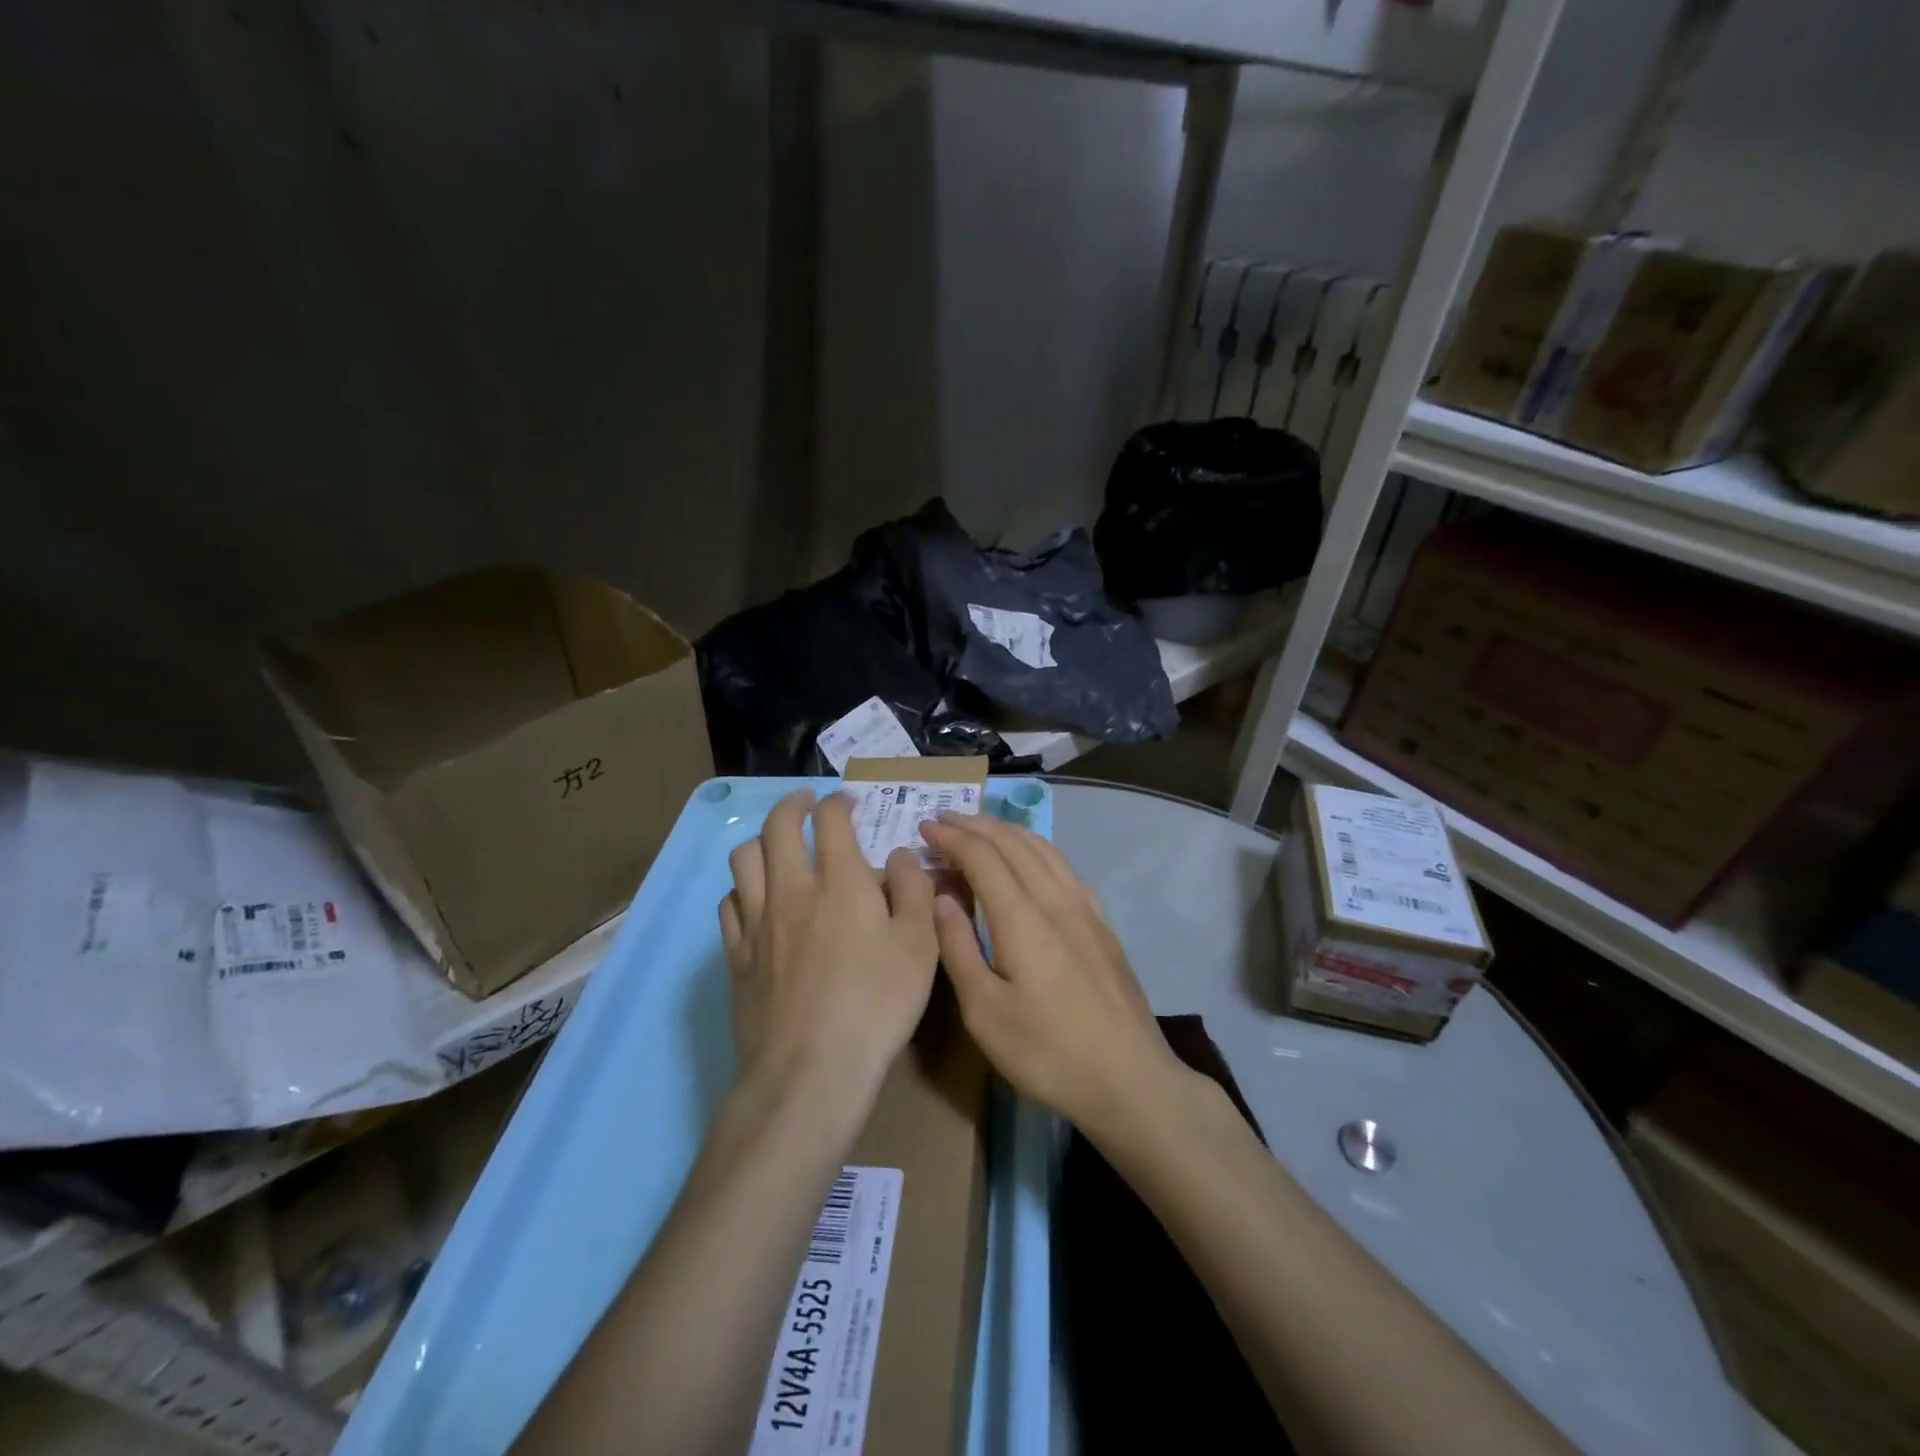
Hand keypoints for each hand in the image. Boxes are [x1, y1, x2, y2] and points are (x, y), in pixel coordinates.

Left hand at [719, 789, 938, 1103]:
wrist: (810, 1072)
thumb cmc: (877, 1005)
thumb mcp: (920, 946)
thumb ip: (914, 890)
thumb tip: (900, 855)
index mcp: (840, 882)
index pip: (830, 820)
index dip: (838, 802)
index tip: (848, 803)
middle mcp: (791, 891)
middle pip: (777, 827)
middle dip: (792, 804)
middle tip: (805, 803)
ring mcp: (756, 923)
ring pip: (744, 859)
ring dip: (761, 839)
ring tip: (776, 844)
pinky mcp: (736, 957)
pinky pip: (728, 904)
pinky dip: (741, 888)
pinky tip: (754, 900)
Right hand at [920, 812, 1186, 1138]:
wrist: (1130, 1079)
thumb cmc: (1048, 1052)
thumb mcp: (985, 1013)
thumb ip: (959, 948)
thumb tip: (940, 897)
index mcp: (1022, 918)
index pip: (982, 857)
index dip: (951, 837)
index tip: (924, 827)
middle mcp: (1055, 900)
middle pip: (1013, 843)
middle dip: (975, 825)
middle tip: (944, 818)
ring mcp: (1085, 909)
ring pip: (1043, 849)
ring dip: (1008, 831)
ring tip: (982, 827)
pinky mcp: (1102, 924)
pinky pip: (1065, 867)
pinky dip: (1039, 849)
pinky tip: (1033, 858)